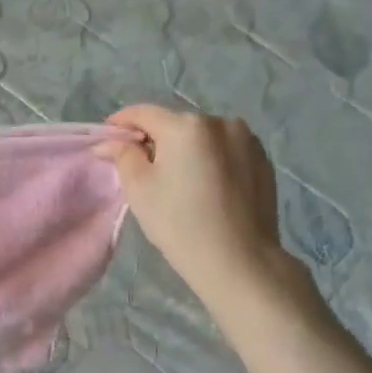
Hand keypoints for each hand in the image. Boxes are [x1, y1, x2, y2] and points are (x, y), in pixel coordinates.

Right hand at [100, 105, 312, 326]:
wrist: (239, 259)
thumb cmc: (179, 223)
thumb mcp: (139, 189)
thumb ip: (122, 155)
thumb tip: (110, 141)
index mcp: (185, 126)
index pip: (143, 113)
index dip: (121, 123)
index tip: (108, 140)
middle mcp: (220, 122)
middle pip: (174, 124)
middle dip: (155, 140)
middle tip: (141, 168)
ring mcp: (246, 139)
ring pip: (202, 137)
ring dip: (184, 150)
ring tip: (177, 180)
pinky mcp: (262, 160)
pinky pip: (225, 150)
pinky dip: (209, 160)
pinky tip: (205, 187)